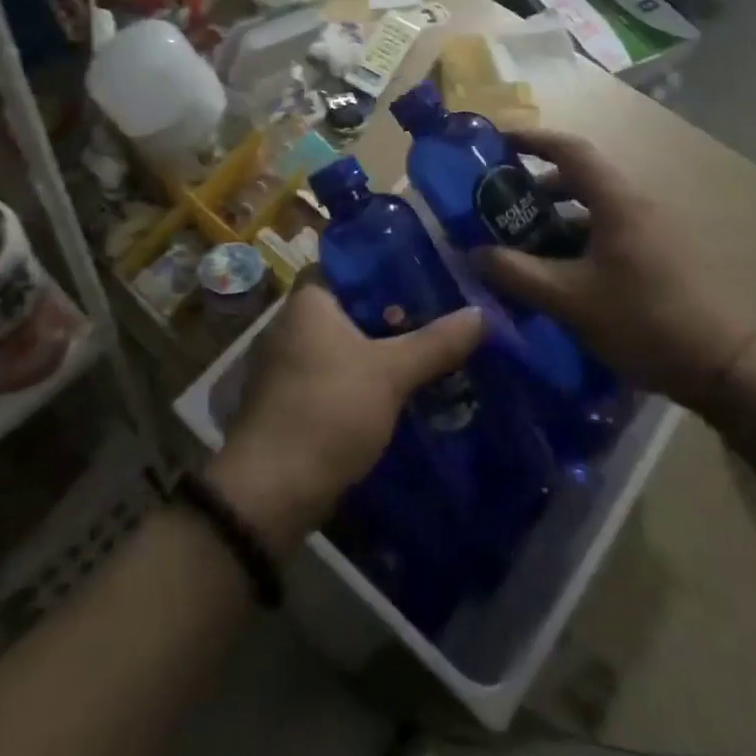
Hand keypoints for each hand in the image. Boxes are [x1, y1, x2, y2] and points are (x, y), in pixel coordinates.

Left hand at [210, 283, 484, 550]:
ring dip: (381, 349)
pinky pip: (336, 374)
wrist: (272, 490)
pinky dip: (364, 377)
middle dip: (393, 313)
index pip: (349, 265)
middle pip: (351, 306)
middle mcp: (291, 323)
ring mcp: (288, 363)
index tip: (426, 274)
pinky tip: (400, 388)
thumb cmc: (328, 411)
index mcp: (308, 301)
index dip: (386, 267)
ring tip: (430, 350)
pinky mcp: (292, 399)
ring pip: (345, 343)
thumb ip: (436, 342)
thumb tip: (482, 313)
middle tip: (440, 314)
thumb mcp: (391, 373)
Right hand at [473, 128, 755, 416]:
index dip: (531, 139)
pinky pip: (608, 231)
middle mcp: (636, 205)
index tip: (496, 142)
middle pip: (579, 178)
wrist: (726, 365)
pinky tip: (558, 274)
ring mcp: (653, 230)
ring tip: (521, 244)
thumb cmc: (644, 320)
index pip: (569, 149)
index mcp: (616, 201)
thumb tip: (474, 254)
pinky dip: (577, 240)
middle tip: (497, 204)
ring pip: (593, 209)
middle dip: (535, 186)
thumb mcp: (570, 299)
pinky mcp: (661, 255)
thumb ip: (517, 274)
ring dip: (555, 218)